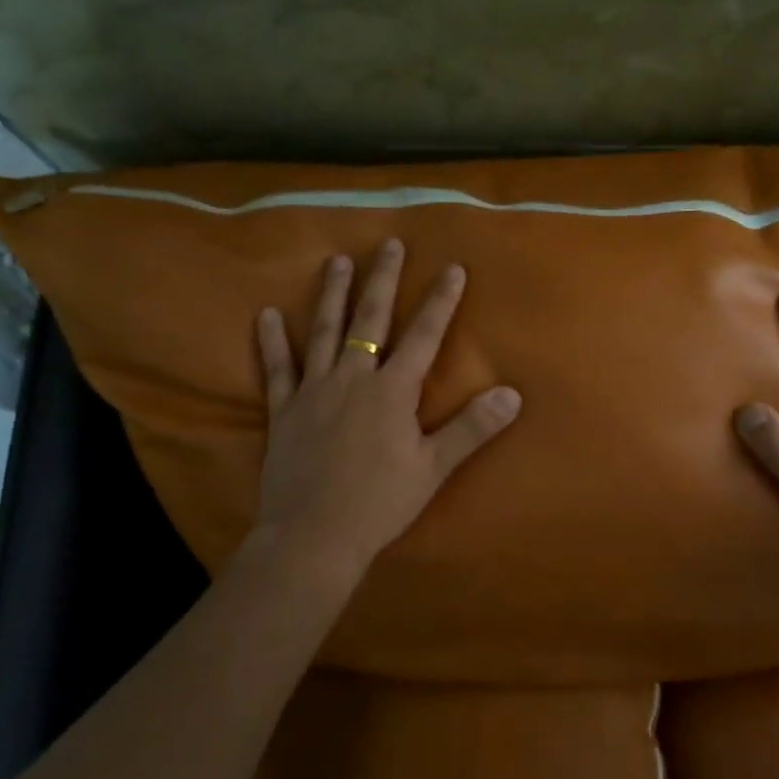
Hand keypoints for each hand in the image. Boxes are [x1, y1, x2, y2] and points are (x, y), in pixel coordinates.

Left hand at [251, 240, 520, 575]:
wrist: (314, 535)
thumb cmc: (380, 503)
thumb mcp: (434, 467)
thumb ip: (471, 428)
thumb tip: (512, 394)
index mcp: (393, 392)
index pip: (424, 336)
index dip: (441, 301)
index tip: (452, 267)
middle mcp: (353, 379)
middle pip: (370, 320)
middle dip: (383, 280)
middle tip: (389, 244)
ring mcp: (314, 391)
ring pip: (324, 332)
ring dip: (332, 294)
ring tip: (337, 262)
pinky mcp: (284, 410)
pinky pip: (277, 368)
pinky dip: (272, 341)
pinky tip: (266, 314)